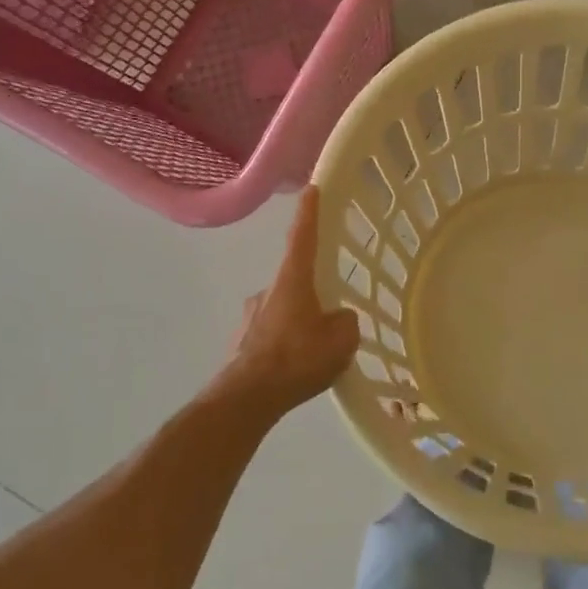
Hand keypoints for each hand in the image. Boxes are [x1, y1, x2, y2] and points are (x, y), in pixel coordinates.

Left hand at [222, 187, 360, 410]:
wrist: (246, 399)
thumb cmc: (297, 360)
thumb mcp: (341, 340)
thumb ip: (346, 322)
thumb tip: (338, 319)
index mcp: (292, 281)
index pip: (302, 237)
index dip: (309, 213)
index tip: (312, 189)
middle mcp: (267, 290)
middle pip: (295, 279)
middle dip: (313, 293)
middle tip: (330, 318)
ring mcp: (250, 316)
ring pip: (284, 310)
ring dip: (299, 322)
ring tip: (314, 353)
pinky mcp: (242, 342)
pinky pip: (272, 334)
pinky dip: (285, 344)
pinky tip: (295, 368)